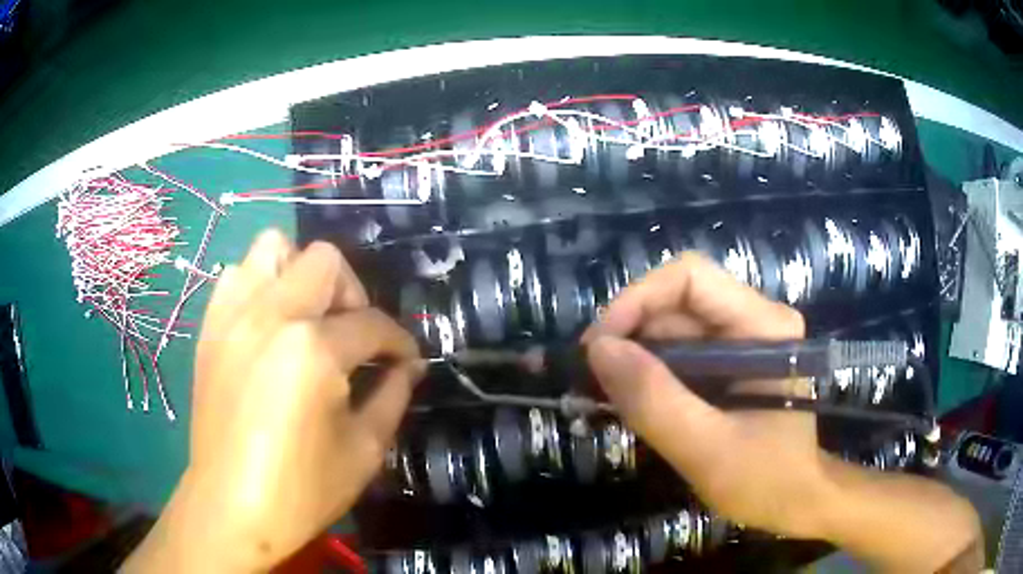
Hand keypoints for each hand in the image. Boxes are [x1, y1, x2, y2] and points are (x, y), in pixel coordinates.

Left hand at [125, 230, 422, 572]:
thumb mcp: (364, 449)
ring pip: (272, 249)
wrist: (230, 508)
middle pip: (325, 261)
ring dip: (300, 276)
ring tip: (308, 319)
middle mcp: (270, 314)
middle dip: (352, 293)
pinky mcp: (210, 328)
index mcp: (312, 348)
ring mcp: (232, 315)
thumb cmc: (302, 489)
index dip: (399, 342)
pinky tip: (269, 327)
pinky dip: (260, 286)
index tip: (406, 361)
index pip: (372, 324)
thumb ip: (392, 395)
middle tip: (354, 335)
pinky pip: (236, 276)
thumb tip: (408, 366)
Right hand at [582, 252, 823, 537]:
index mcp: (764, 326)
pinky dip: (648, 373)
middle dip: (629, 333)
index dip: (637, 299)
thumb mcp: (706, 450)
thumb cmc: (765, 479)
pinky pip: (678, 353)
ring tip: (607, 395)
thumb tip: (598, 350)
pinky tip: (633, 400)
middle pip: (677, 301)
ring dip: (634, 356)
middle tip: (593, 378)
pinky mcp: (729, 363)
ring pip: (672, 327)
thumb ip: (655, 401)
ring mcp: (741, 340)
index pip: (690, 278)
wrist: (794, 501)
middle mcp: (753, 319)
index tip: (599, 346)